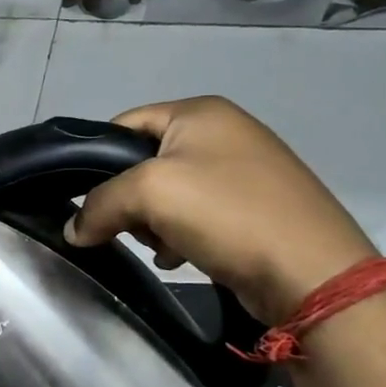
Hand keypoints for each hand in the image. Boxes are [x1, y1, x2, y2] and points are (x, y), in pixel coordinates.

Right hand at [64, 96, 376, 323]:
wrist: (312, 273)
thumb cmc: (227, 214)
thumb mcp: (148, 194)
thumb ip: (98, 204)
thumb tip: (73, 230)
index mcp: (200, 112)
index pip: (122, 125)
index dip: (96, 160)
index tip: (85, 198)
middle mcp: (224, 132)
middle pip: (142, 162)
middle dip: (127, 199)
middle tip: (130, 227)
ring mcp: (243, 171)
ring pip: (166, 194)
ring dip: (151, 223)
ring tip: (160, 247)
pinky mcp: (253, 208)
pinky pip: (194, 215)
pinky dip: (178, 235)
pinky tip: (179, 257)